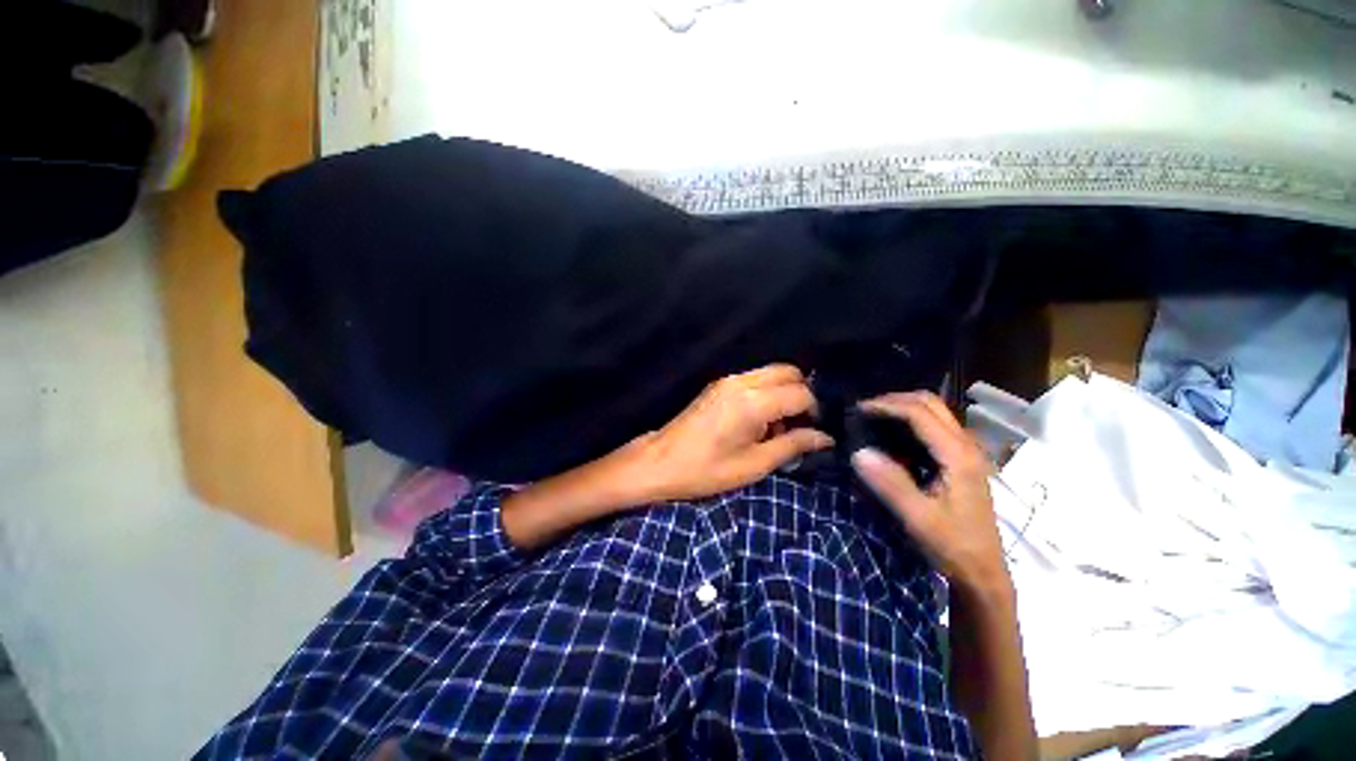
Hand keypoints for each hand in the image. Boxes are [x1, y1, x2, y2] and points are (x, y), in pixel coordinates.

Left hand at [631, 364, 833, 501]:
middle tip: (799, 425)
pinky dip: (767, 392)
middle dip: (802, 395)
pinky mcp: (719, 384)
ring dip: (784, 393)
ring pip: (772, 373)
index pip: (801, 393)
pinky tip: (758, 421)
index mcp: (752, 402)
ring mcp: (728, 380)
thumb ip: (793, 445)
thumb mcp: (754, 465)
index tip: (814, 432)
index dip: (815, 411)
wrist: (660, 461)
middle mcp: (742, 382)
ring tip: (777, 427)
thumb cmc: (706, 470)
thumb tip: (825, 437)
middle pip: (789, 372)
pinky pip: (755, 379)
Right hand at [850, 392, 1008, 592]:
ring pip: (936, 412)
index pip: (920, 413)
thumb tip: (858, 451)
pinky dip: (911, 420)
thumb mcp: (918, 518)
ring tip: (875, 417)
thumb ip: (890, 483)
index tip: (858, 409)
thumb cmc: (952, 545)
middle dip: (896, 399)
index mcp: (958, 456)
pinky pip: (935, 426)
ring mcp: (967, 452)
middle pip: (931, 403)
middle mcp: (966, 446)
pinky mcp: (961, 460)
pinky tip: (893, 435)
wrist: (983, 572)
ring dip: (904, 407)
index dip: (887, 405)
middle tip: (865, 409)